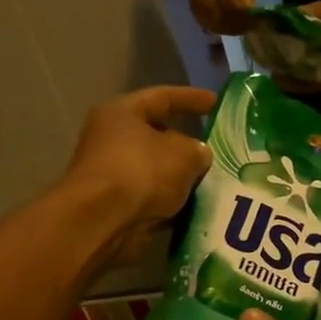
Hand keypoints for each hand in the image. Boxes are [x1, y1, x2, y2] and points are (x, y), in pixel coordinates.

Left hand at [63, 87, 214, 259]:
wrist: (102, 221)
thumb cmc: (142, 172)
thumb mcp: (184, 154)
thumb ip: (198, 150)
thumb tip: (199, 155)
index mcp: (123, 113)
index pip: (163, 97)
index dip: (193, 98)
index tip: (218, 103)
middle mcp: (111, 139)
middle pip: (158, 136)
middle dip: (188, 144)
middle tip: (218, 151)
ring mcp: (112, 173)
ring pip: (157, 170)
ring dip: (182, 177)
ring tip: (215, 183)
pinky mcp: (116, 204)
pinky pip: (153, 197)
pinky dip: (172, 202)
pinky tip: (197, 208)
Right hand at [181, 0, 263, 35]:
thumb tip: (245, 8)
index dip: (239, 6)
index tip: (256, 16)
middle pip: (207, 6)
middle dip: (231, 20)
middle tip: (252, 25)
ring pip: (203, 15)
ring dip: (225, 25)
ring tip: (245, 25)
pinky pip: (202, 15)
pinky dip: (219, 23)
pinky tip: (235, 22)